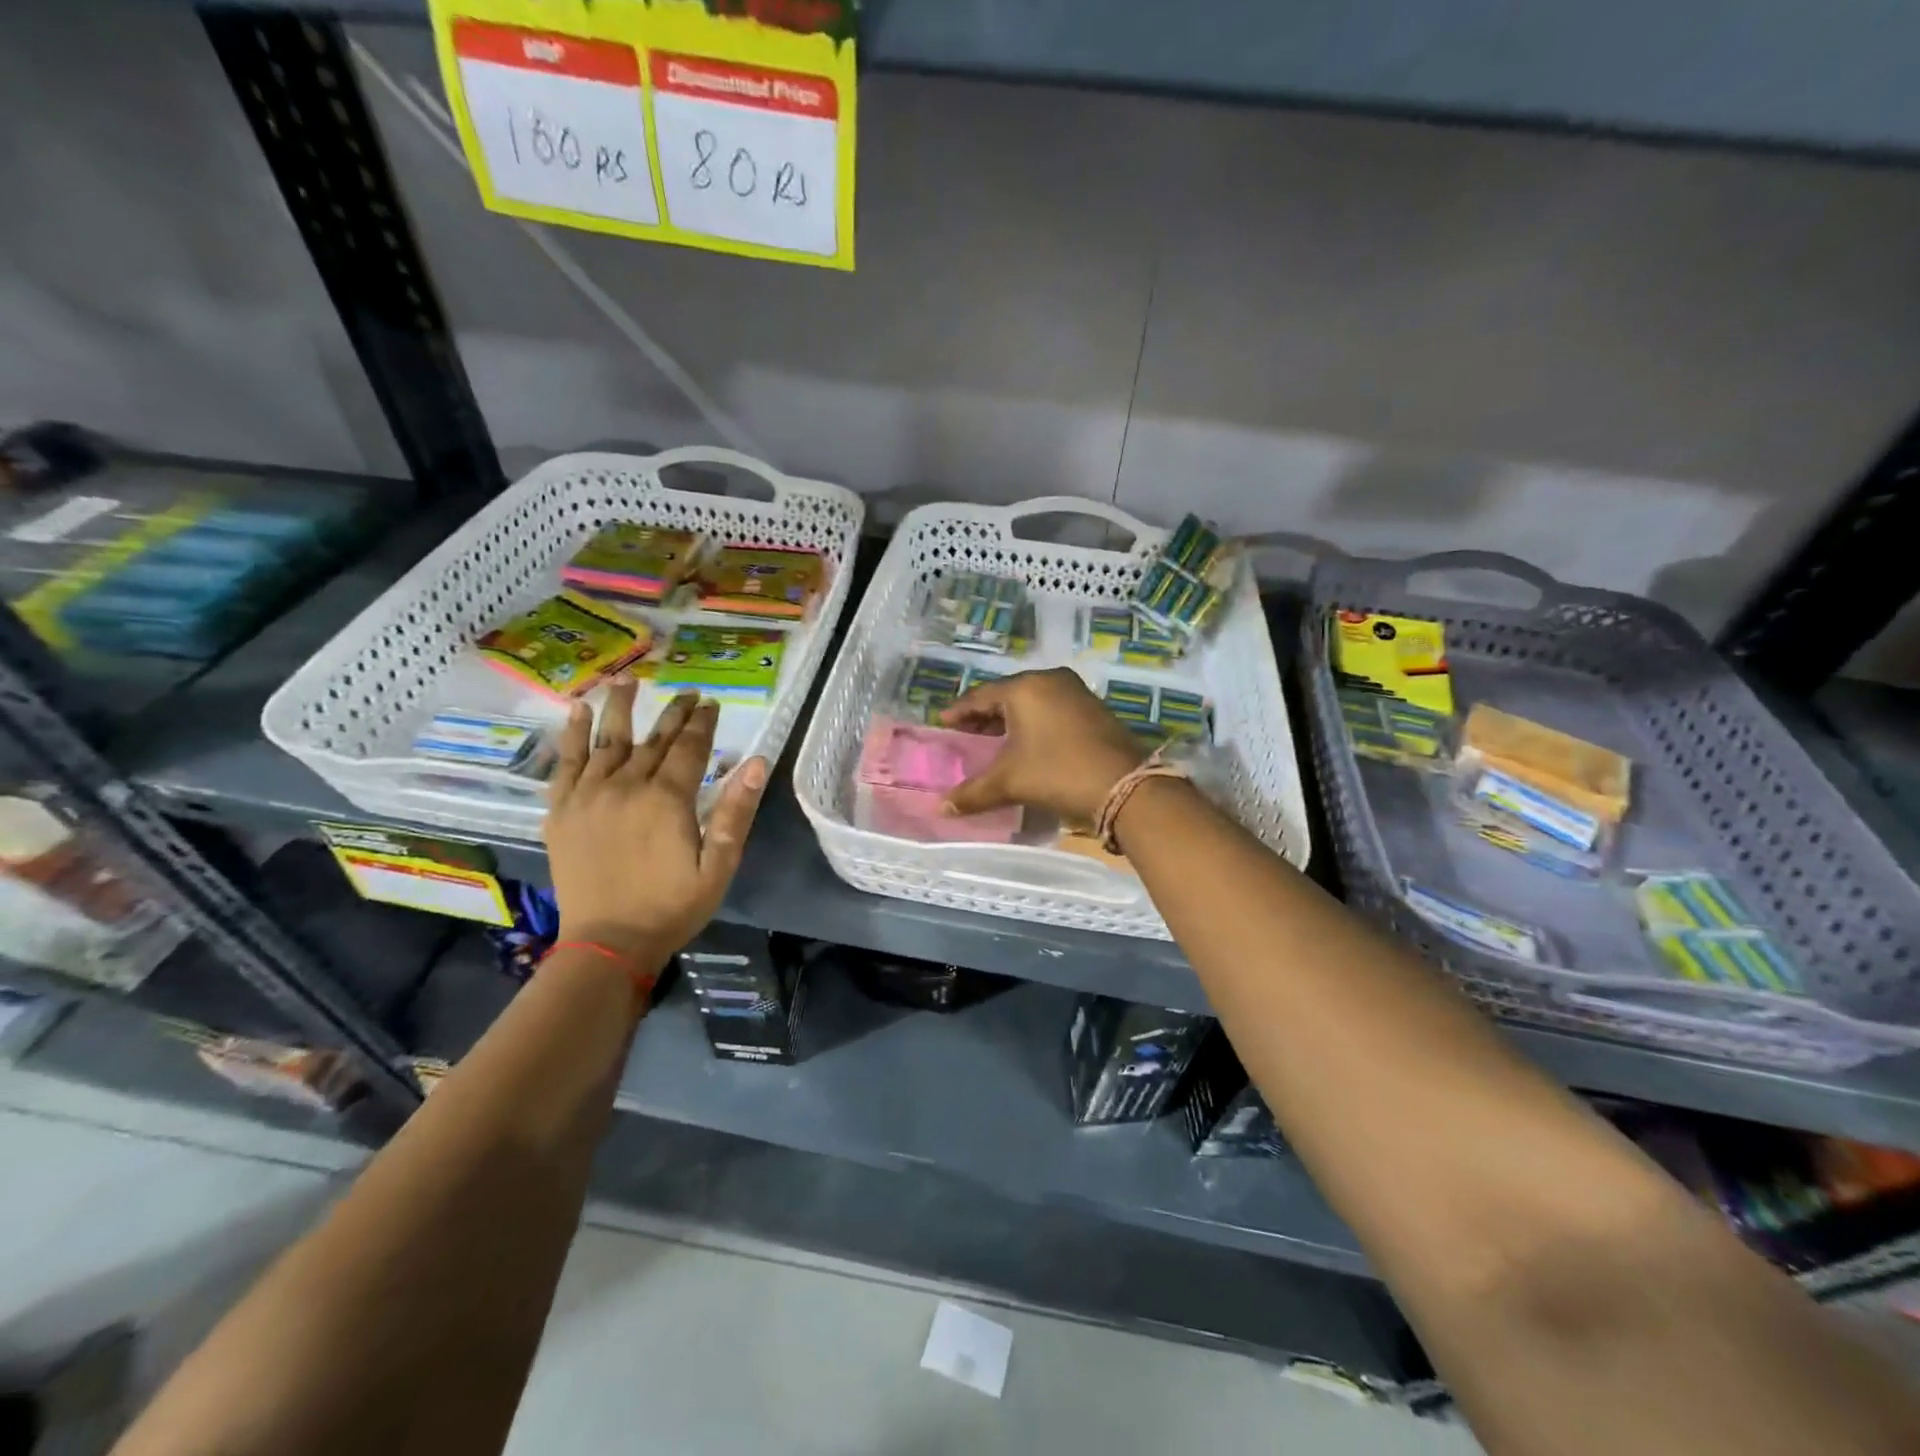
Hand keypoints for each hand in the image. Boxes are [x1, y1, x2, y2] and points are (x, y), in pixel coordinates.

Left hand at [543, 682, 768, 961]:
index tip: (711, 703)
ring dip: (620, 708)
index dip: (703, 723)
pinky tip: (577, 711)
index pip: (689, 748)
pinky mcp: (562, 811)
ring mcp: (589, 796)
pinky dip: (572, 734)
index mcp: (667, 799)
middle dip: (673, 714)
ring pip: (607, 740)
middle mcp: (626, 786)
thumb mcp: (718, 866)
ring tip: (627, 681)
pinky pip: (566, 763)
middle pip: (653, 740)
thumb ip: (735, 812)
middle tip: (687, 693)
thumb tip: (757, 762)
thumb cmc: (672, 907)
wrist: (607, 944)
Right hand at [940, 668, 1144, 822]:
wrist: (1125, 787)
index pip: (980, 696)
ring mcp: (1076, 692)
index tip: (942, 724)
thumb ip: (972, 793)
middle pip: (1007, 696)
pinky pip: (1052, 709)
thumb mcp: (1010, 783)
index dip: (958, 712)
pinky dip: (1034, 723)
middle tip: (966, 734)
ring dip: (1011, 720)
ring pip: (1032, 702)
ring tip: (993, 741)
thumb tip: (941, 807)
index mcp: (1025, 688)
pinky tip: (1027, 743)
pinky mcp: (1094, 709)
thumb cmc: (1057, 773)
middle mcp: (1050, 680)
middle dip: (985, 716)